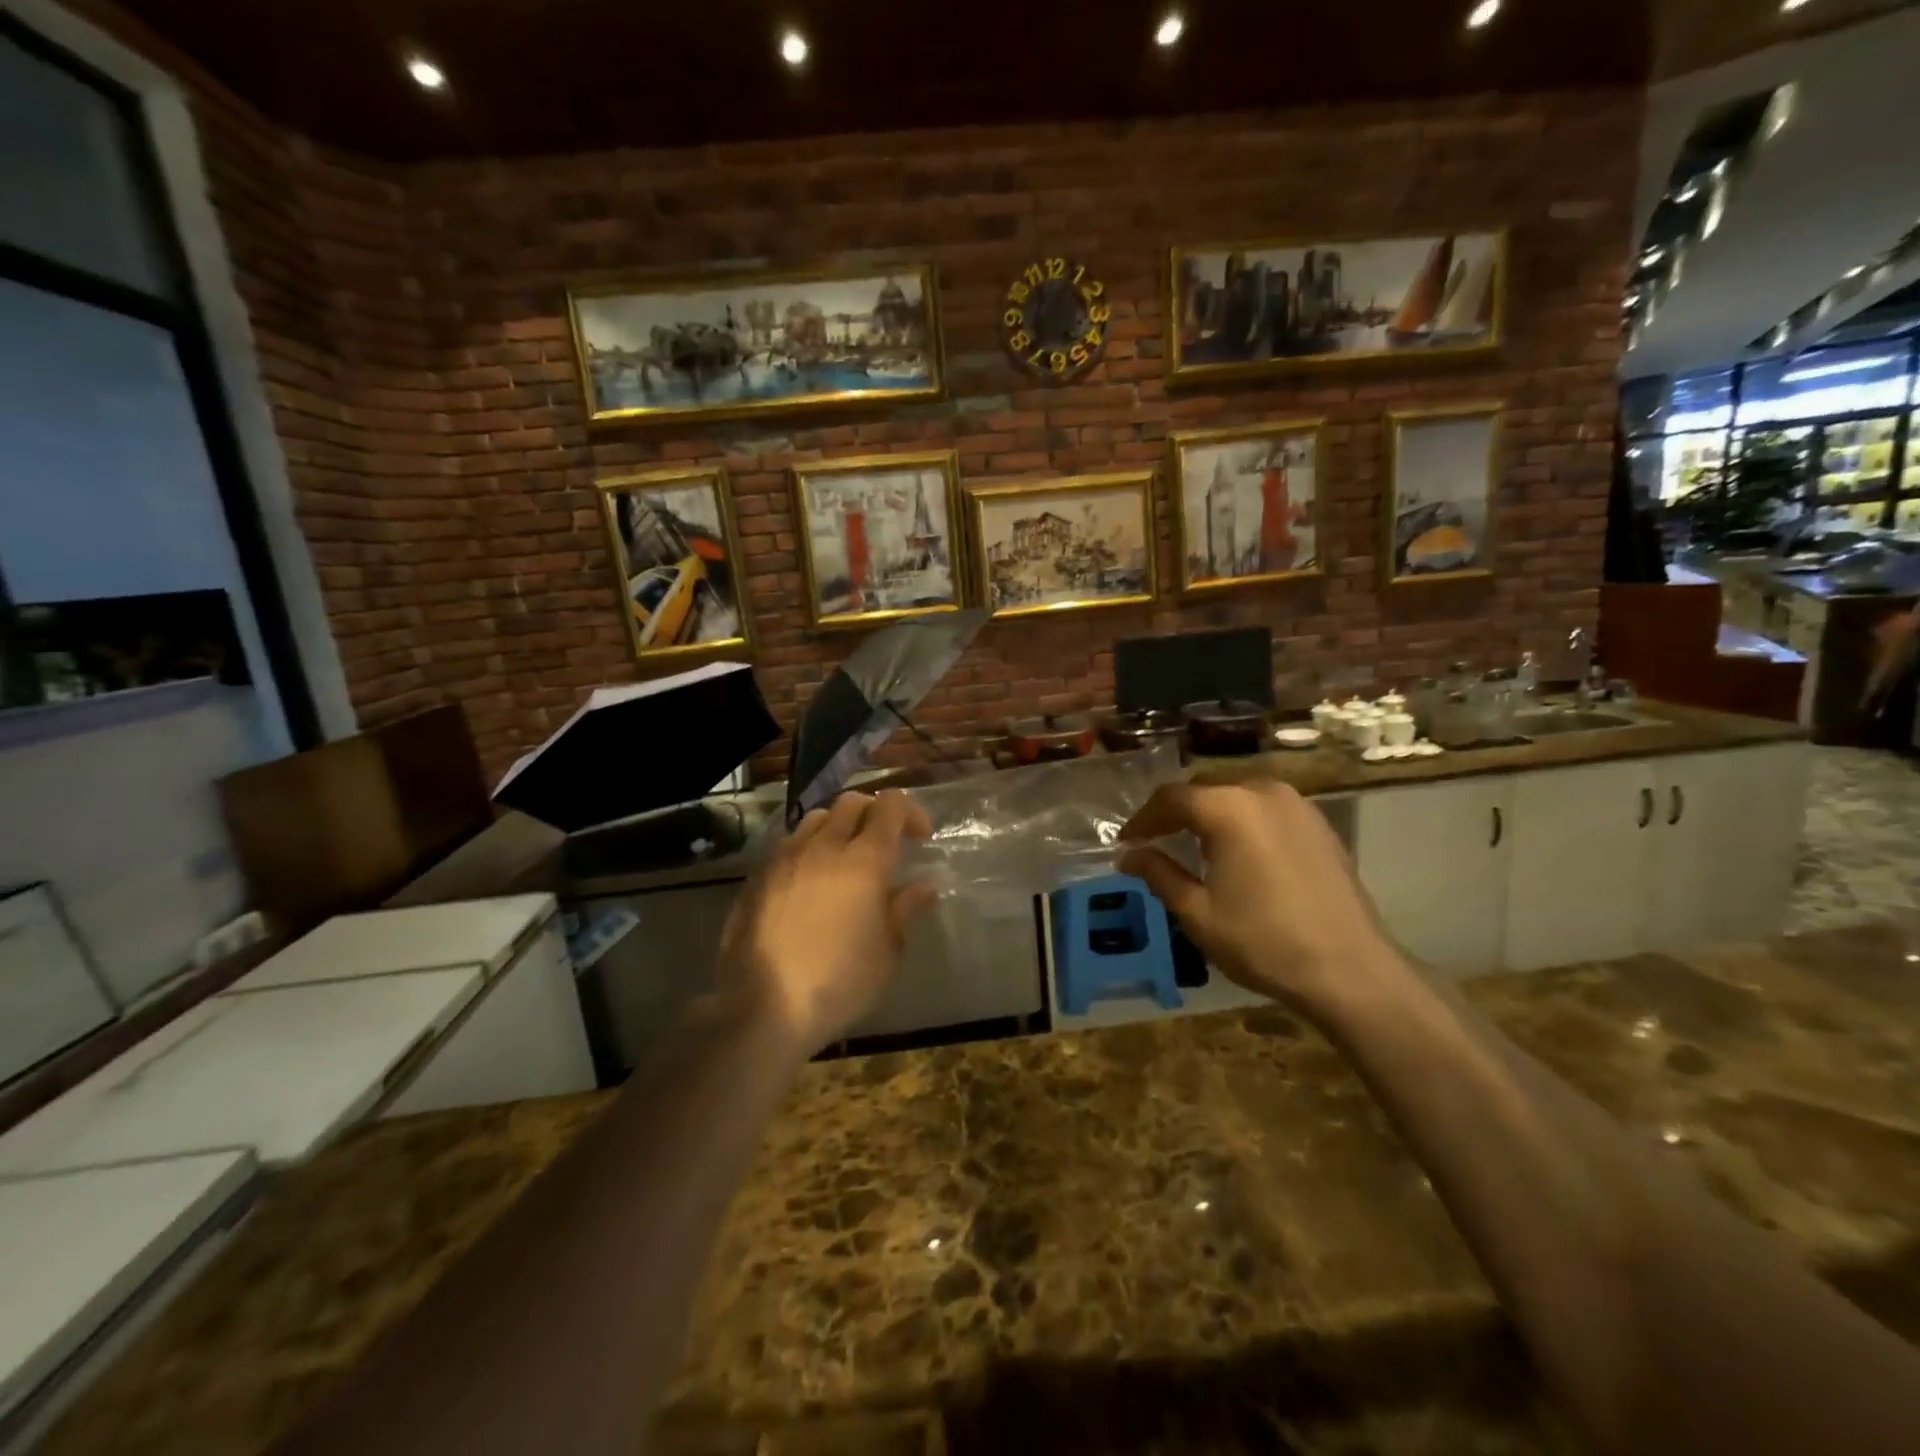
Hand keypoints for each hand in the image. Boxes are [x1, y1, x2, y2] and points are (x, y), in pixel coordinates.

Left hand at [718, 790, 936, 1055]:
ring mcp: (785, 858)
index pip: (890, 806)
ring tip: (846, 858)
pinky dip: (810, 848)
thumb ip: (905, 910)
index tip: (921, 838)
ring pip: (817, 818)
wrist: (763, 1008)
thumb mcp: (887, 952)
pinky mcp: (758, 876)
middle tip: (887, 843)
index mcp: (864, 861)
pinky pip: (790, 844)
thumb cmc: (839, 984)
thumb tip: (924, 887)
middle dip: (875, 812)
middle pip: (852, 802)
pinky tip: (812, 882)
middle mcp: (823, 847)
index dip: (911, 812)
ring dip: (839, 826)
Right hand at [1117, 780, 1400, 1010]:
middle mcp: (1262, 791)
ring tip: (1194, 844)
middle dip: (1175, 811)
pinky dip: (1242, 819)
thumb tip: (1128, 855)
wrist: (1350, 970)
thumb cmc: (1263, 941)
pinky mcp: (1319, 823)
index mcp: (1228, 808)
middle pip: (1204, 787)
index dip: (1143, 819)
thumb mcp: (1198, 912)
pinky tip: (1237, 851)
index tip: (1126, 842)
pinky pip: (1266, 807)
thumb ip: (1159, 873)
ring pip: (1237, 793)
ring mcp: (1296, 804)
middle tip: (1155, 841)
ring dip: (1210, 812)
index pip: (1171, 798)